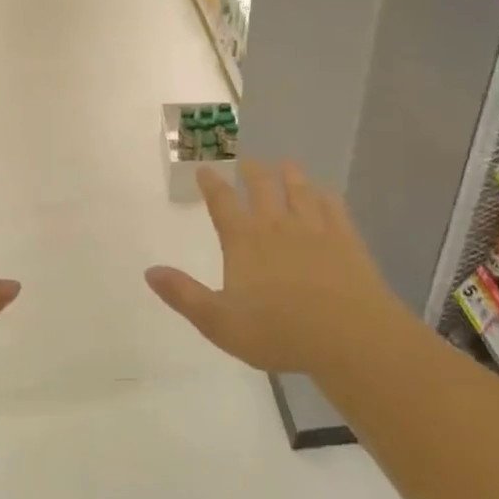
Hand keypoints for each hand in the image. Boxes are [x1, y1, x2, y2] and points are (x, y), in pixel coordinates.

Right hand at [145, 160, 396, 375]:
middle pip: (262, 187)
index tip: (206, 169)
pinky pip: (333, 206)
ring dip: (290, 175)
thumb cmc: (279, 332)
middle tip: (246, 162)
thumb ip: (184, 295)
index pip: (222, 203)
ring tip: (285, 164)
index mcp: (244, 241)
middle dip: (252, 171)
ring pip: (299, 190)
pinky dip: (325, 195)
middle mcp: (277, 225)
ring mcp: (314, 228)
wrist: (348, 336)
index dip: (212, 184)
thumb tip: (150, 271)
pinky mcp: (345, 238)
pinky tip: (324, 193)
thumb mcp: (219, 322)